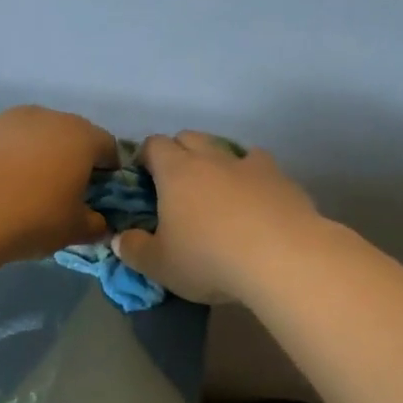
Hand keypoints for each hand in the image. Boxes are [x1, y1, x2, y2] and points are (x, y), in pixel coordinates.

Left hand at [0, 105, 118, 262]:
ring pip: (33, 136)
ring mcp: (7, 119)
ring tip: (24, 191)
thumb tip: (99, 224)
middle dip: (71, 160)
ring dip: (36, 157)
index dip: (109, 171)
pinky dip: (4, 159)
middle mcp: (47, 117)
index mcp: (81, 137)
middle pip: (70, 136)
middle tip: (63, 193)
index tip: (100, 194)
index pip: (109, 147)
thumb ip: (94, 225)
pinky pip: (1, 143)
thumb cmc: (31, 218)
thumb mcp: (73, 231)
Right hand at [113, 133, 320, 303]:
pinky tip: (255, 201)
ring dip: (218, 162)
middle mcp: (212, 158)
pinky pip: (261, 168)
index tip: (143, 178)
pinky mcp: (283, 180)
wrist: (283, 258)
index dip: (145, 157)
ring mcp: (250, 165)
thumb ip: (134, 249)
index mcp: (176, 171)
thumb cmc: (209, 258)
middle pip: (190, 138)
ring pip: (228, 148)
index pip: (154, 145)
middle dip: (179, 153)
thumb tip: (119, 239)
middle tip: (176, 184)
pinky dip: (252, 178)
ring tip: (217, 191)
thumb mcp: (159, 265)